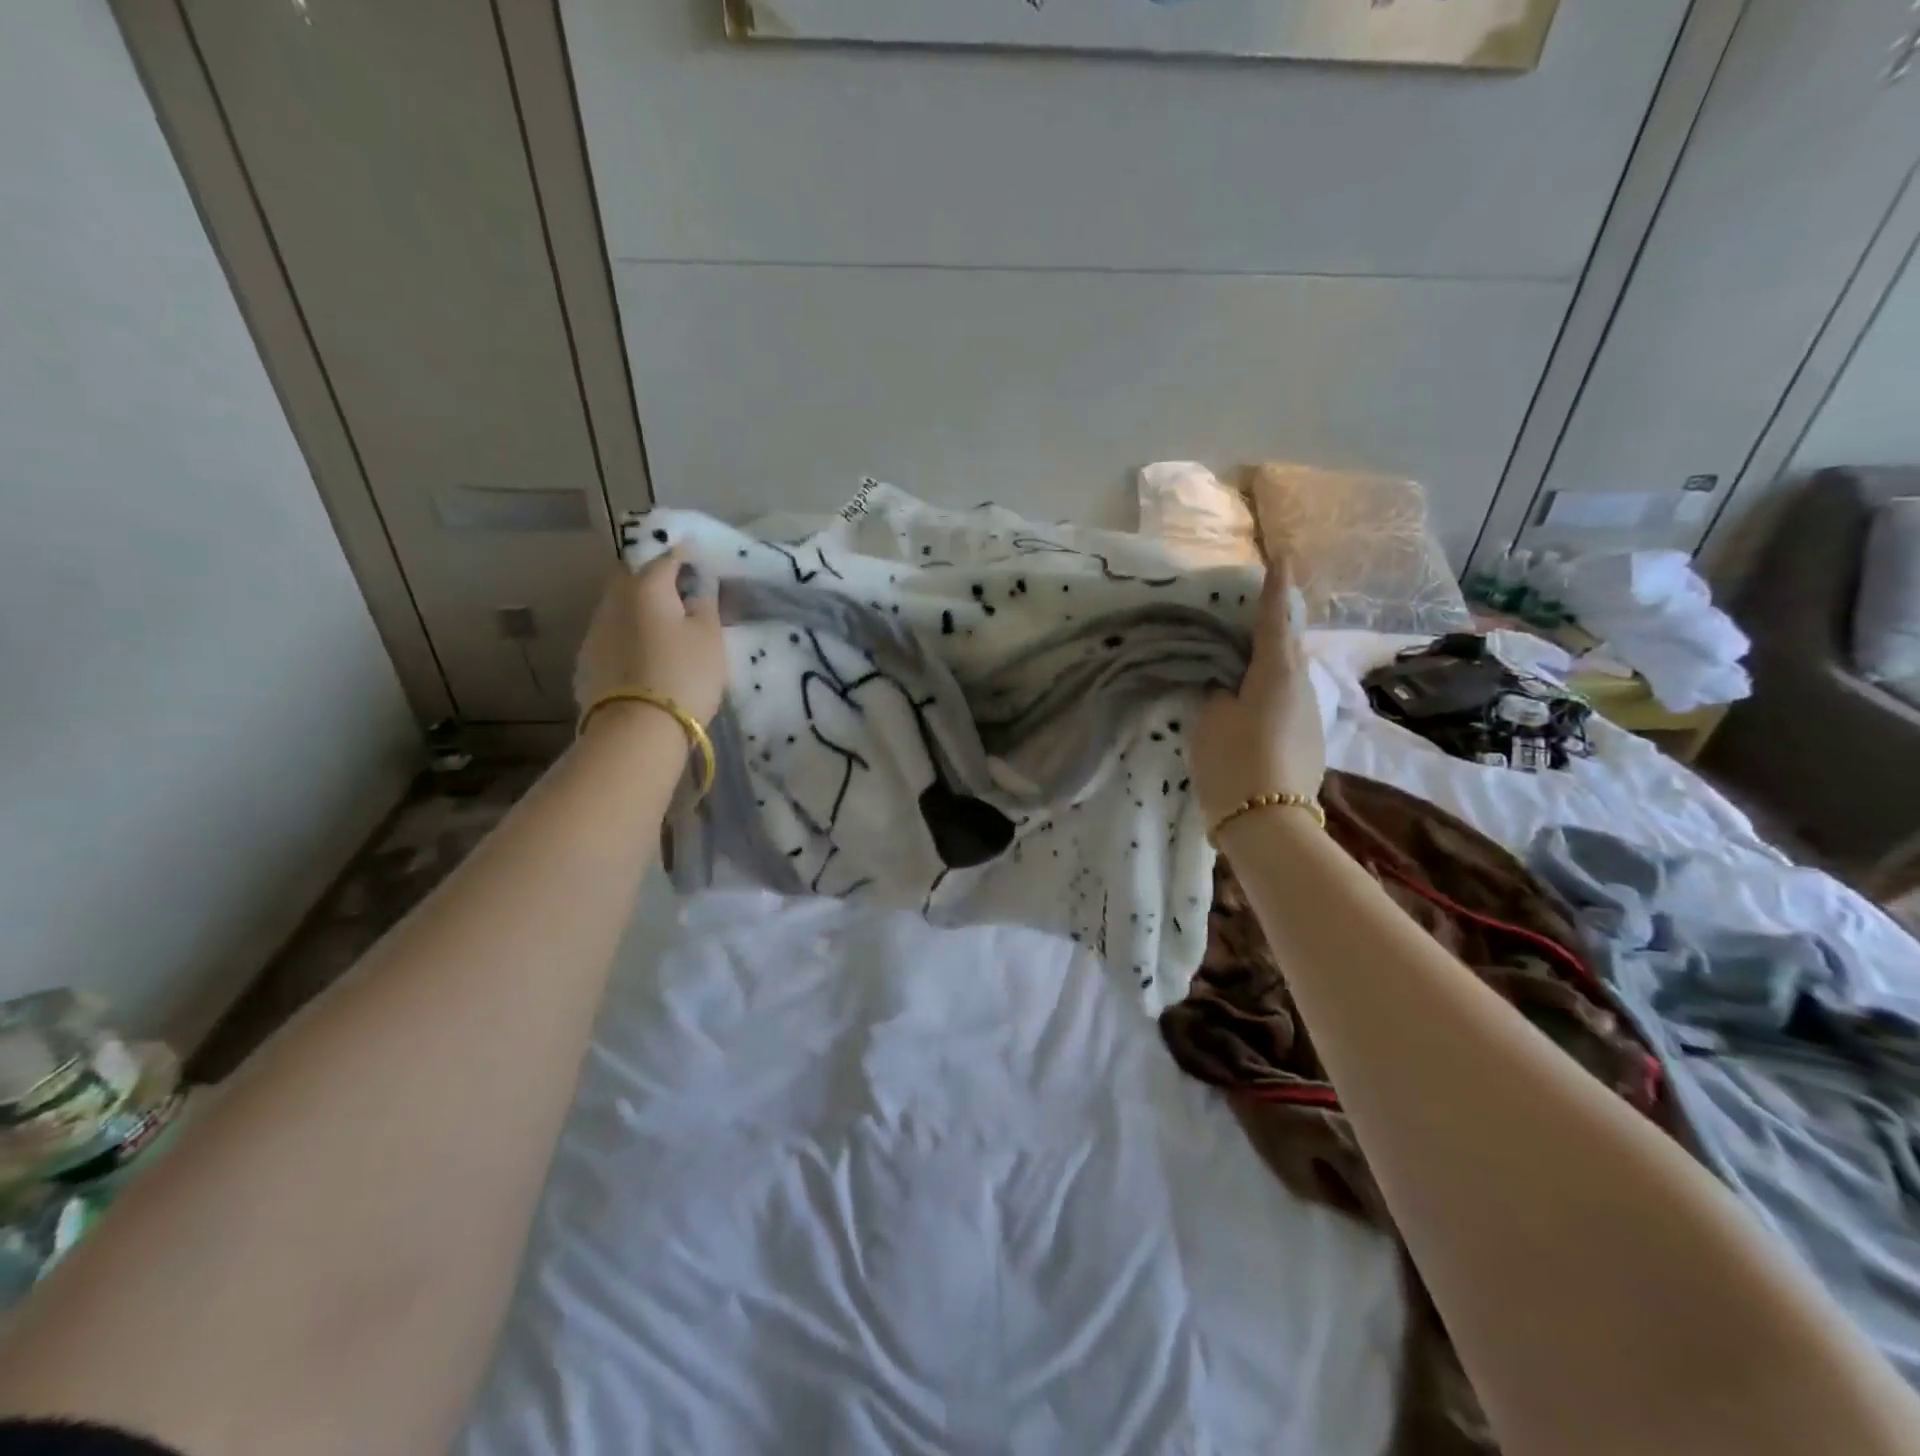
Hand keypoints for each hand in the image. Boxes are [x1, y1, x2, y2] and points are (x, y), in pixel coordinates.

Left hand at [574, 551, 726, 724]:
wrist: (637, 729)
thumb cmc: (684, 675)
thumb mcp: (710, 639)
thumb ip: (705, 605)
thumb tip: (699, 586)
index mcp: (646, 588)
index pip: (666, 558)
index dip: (684, 556)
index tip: (697, 558)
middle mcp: (613, 601)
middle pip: (634, 579)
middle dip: (655, 579)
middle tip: (679, 592)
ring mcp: (594, 632)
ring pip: (620, 608)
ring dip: (639, 609)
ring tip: (663, 625)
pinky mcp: (586, 662)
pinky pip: (612, 636)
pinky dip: (629, 636)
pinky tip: (643, 654)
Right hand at [1190, 558, 1325, 825]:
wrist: (1269, 826)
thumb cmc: (1234, 762)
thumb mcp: (1210, 720)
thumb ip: (1217, 692)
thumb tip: (1226, 684)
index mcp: (1277, 673)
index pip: (1275, 620)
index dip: (1276, 589)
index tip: (1284, 558)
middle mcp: (1302, 687)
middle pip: (1288, 647)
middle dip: (1274, 626)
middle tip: (1252, 612)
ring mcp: (1310, 717)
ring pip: (1289, 677)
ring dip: (1270, 663)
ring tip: (1243, 660)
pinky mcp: (1308, 742)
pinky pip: (1287, 703)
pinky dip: (1270, 693)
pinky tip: (1251, 704)